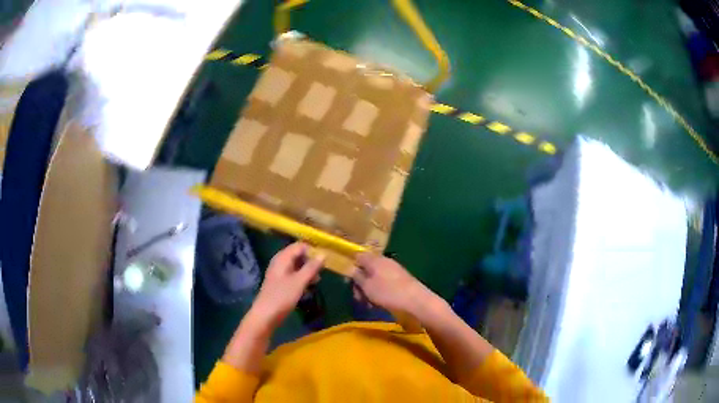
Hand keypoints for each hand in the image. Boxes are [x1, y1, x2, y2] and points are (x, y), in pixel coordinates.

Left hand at [248, 242, 323, 329]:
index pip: (300, 246)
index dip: (313, 251)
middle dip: (311, 261)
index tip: (324, 261)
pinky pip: (293, 275)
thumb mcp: (300, 281)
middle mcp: (280, 262)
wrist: (265, 315)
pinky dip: (301, 278)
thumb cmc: (282, 296)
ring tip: (316, 281)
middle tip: (321, 272)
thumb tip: (323, 254)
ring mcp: (279, 273)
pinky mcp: (279, 283)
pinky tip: (307, 287)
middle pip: (298, 255)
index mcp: (283, 258)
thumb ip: (311, 267)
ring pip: (296, 266)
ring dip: (307, 271)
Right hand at [352, 253, 434, 317]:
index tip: (349, 282)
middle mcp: (384, 261)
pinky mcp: (401, 280)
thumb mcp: (367, 287)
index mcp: (374, 259)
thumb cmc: (388, 293)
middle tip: (358, 297)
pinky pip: (384, 283)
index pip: (358, 256)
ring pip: (375, 277)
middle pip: (366, 268)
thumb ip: (357, 277)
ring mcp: (394, 270)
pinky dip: (379, 292)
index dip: (351, 267)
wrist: (416, 301)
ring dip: (369, 290)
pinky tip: (379, 303)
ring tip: (369, 304)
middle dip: (360, 282)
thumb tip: (351, 269)